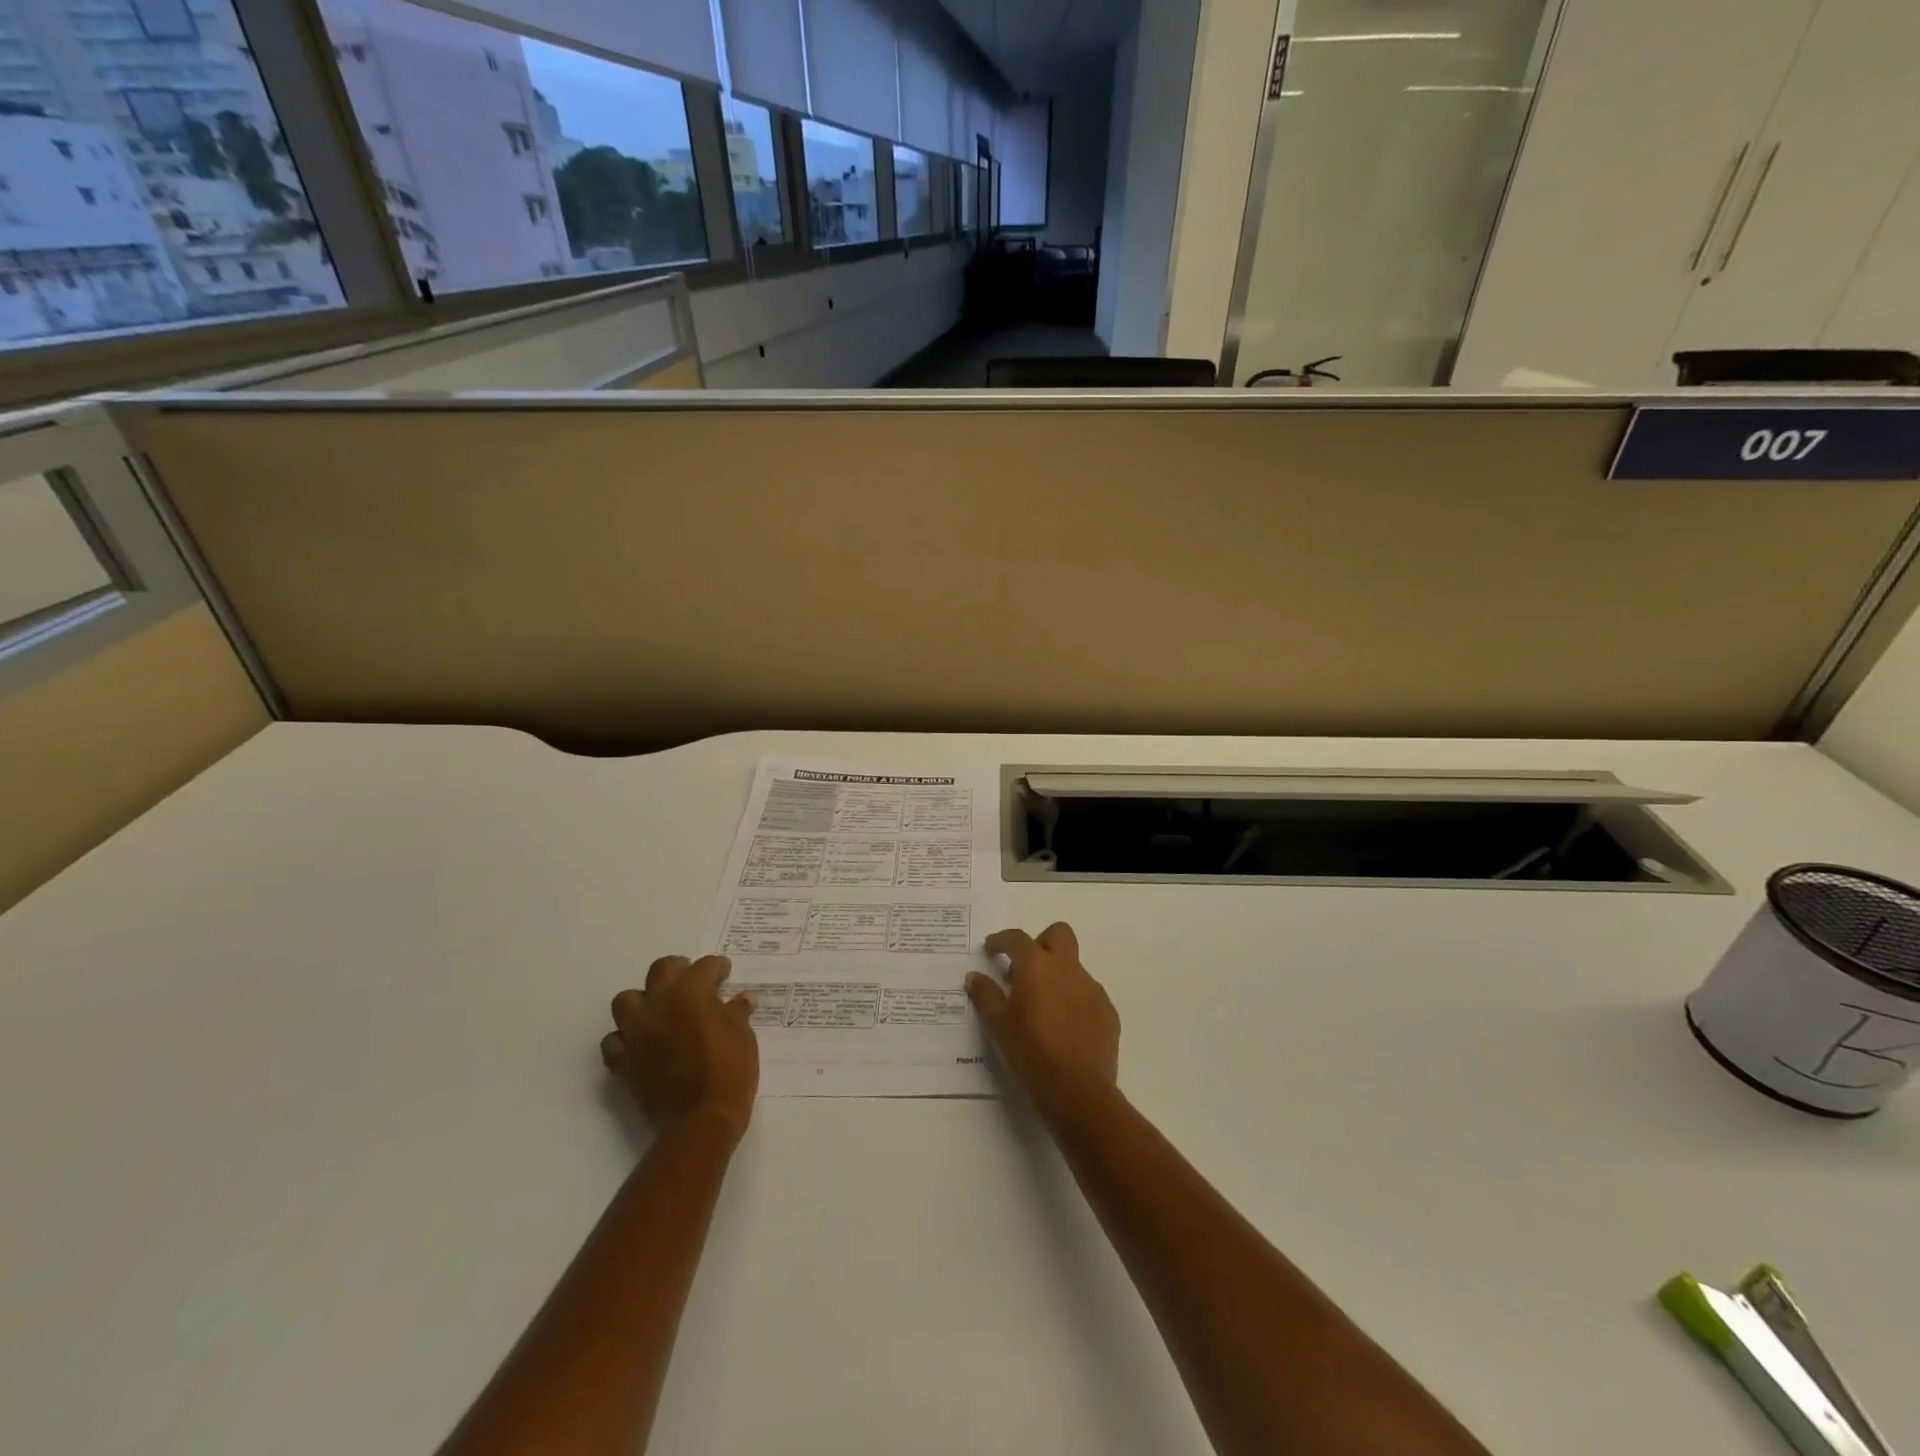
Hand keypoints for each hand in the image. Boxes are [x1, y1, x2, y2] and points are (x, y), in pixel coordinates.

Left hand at [603, 955, 758, 1140]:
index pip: (704, 966)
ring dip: (643, 1001)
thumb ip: (738, 1011)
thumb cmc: (730, 1070)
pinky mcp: (622, 1062)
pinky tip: (640, 1044)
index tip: (725, 973)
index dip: (717, 967)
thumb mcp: (743, 1035)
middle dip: (678, 970)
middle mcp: (659, 1003)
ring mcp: (636, 1032)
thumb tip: (743, 998)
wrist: (701, 1119)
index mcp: (691, 992)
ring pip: (626, 1000)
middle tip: (693, 983)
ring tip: (660, 1011)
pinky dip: (625, 1039)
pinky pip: (613, 1041)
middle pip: (661, 970)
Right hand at [967, 922, 1119, 1115]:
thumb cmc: (1031, 1052)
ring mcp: (1092, 988)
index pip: (1017, 938)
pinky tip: (1065, 1027)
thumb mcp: (998, 1025)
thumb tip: (975, 977)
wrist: (1077, 1089)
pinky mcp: (1108, 1010)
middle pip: (1059, 934)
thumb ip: (986, 995)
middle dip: (1041, 942)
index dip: (1002, 940)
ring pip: (1074, 967)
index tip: (992, 949)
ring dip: (1058, 976)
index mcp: (1037, 966)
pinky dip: (1074, 1000)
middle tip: (1025, 969)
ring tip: (1044, 1008)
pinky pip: (1088, 994)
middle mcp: (1067, 968)